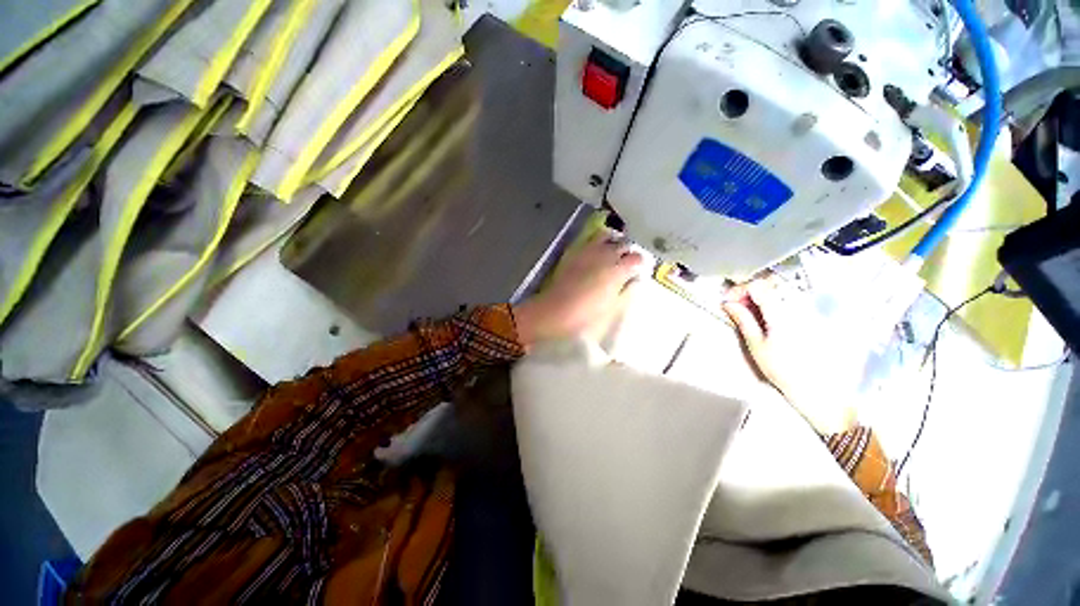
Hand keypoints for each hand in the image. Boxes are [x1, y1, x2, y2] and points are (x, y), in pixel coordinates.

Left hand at [513, 233, 643, 347]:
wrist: (555, 310)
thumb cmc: (586, 314)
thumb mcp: (612, 308)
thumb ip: (626, 291)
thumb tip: (633, 280)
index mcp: (618, 269)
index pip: (637, 258)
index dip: (639, 264)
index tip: (637, 272)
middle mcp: (606, 255)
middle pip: (623, 244)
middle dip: (627, 253)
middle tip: (626, 264)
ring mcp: (589, 251)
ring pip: (607, 236)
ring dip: (612, 242)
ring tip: (612, 253)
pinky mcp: (575, 253)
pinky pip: (590, 240)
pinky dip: (597, 243)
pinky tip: (595, 254)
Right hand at [722, 277, 855, 433]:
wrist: (816, 387)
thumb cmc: (782, 369)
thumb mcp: (756, 345)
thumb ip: (743, 320)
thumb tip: (728, 303)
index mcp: (781, 313)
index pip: (758, 286)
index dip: (739, 290)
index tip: (727, 301)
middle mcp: (797, 306)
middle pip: (770, 285)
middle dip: (748, 292)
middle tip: (736, 306)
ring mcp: (807, 310)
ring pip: (779, 291)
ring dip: (760, 297)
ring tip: (748, 312)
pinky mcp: (813, 316)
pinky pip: (790, 300)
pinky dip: (773, 303)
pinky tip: (766, 317)